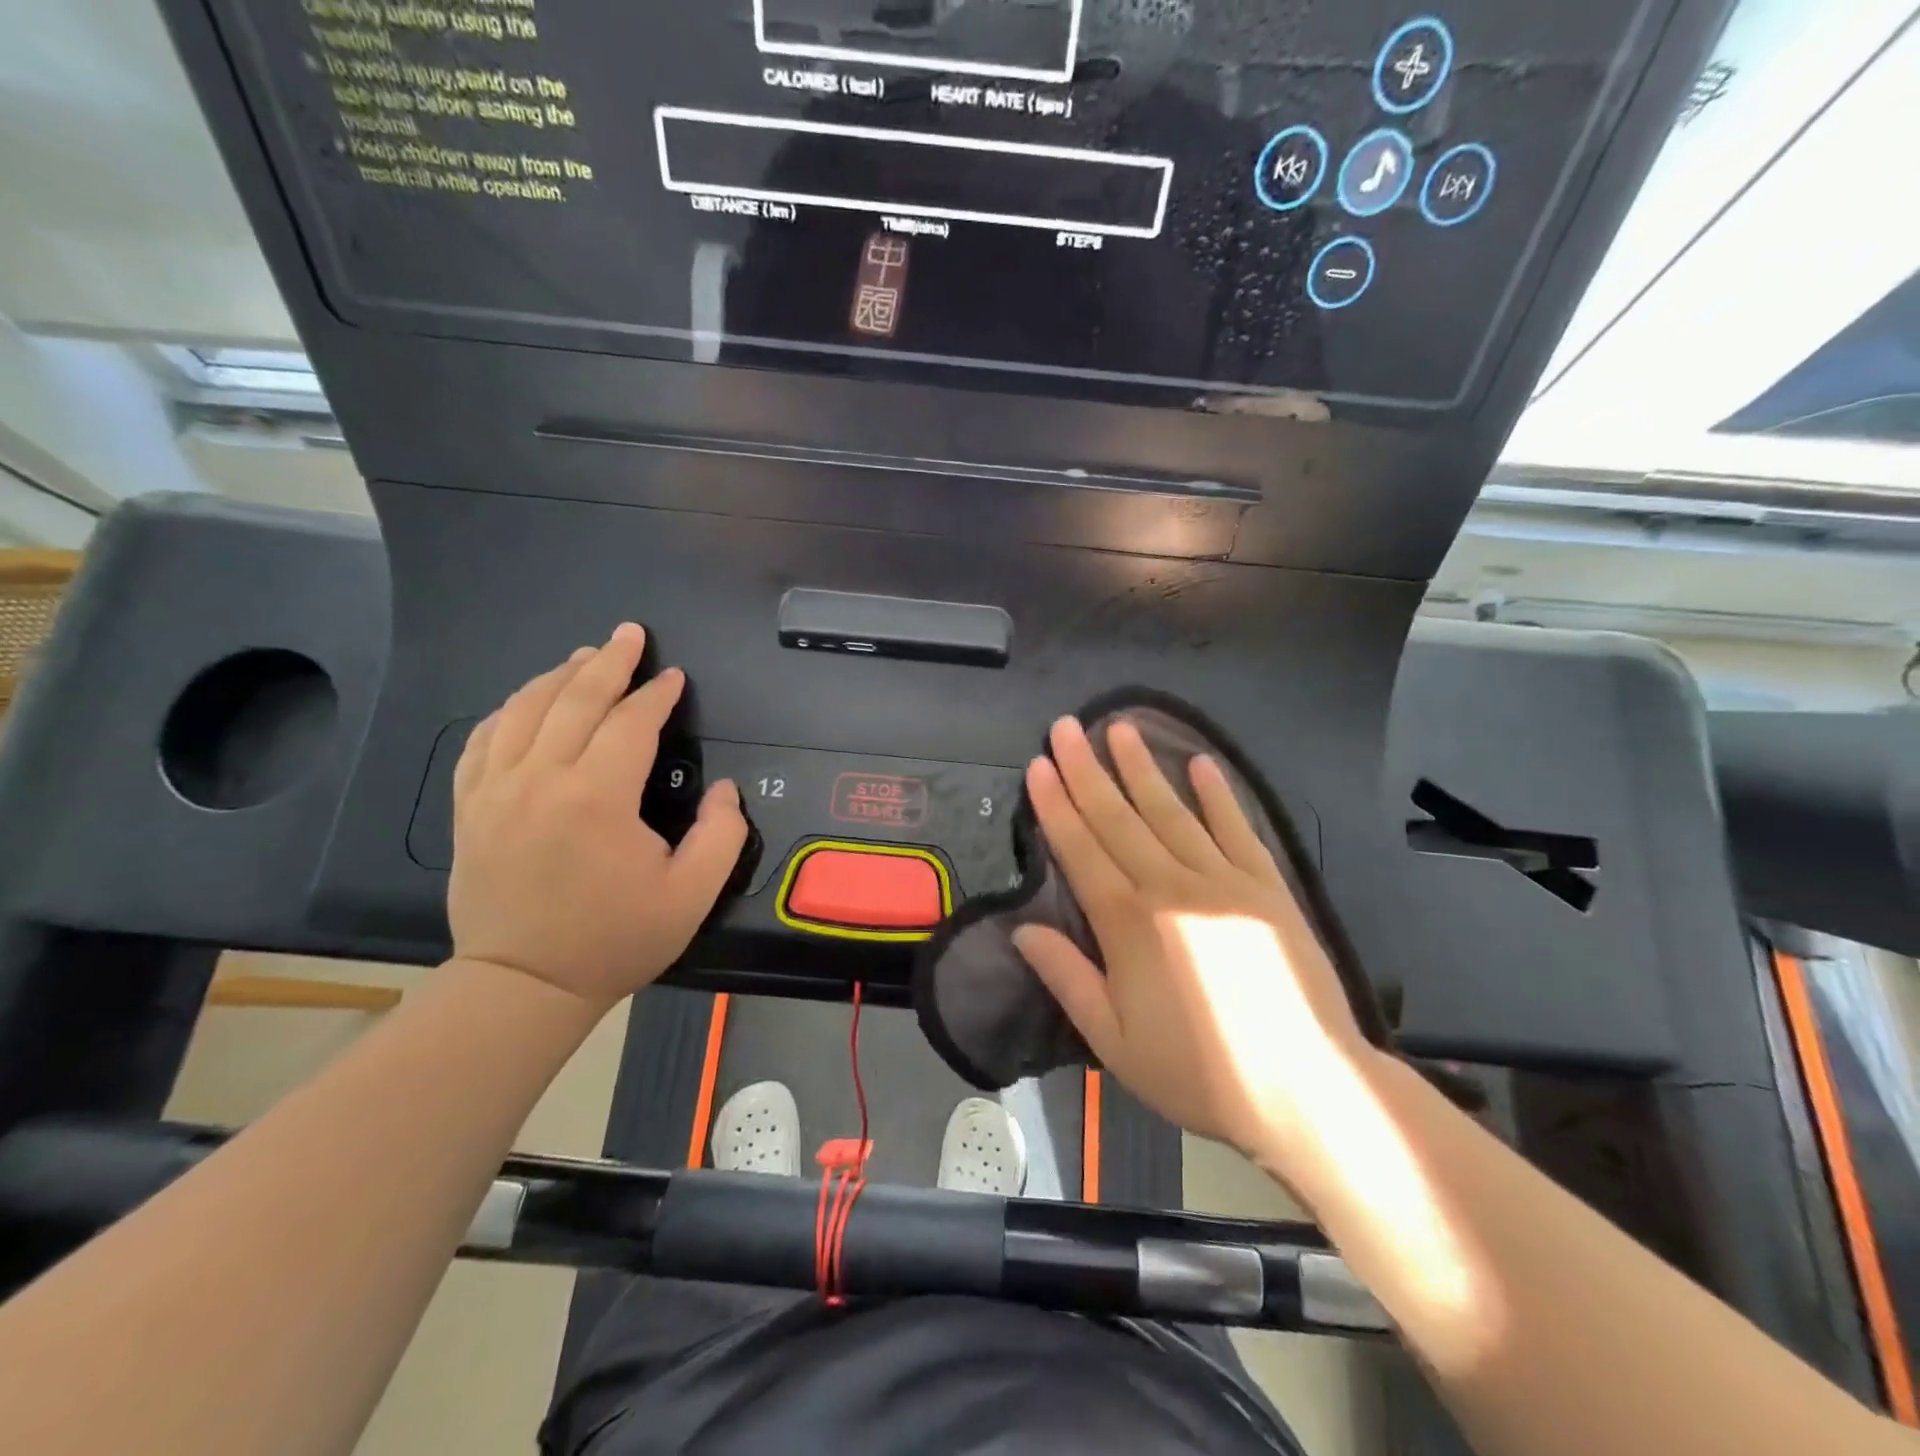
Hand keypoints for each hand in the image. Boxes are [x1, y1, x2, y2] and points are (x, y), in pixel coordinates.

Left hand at [448, 623, 748, 1012]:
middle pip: (575, 699)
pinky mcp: (470, 807)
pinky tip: (526, 702)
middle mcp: (541, 778)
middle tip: (629, 634)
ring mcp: (496, 790)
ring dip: (559, 676)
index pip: (631, 722)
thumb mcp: (691, 896)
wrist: (524, 984)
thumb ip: (722, 836)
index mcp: (597, 796)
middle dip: (609, 661)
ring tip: (585, 657)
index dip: (657, 694)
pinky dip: (508, 710)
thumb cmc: (614, 939)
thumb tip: (727, 790)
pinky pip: (483, 740)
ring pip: (524, 709)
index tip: (675, 677)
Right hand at [1013, 716, 1379, 1165]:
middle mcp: (1171, 886)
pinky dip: (1218, 795)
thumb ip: (1067, 977)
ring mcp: (1223, 880)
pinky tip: (1201, 763)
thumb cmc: (1199, 1072)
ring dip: (1142, 767)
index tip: (1039, 764)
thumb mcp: (1114, 1041)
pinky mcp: (1267, 885)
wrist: (1306, 1089)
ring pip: (1171, 811)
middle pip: (1119, 817)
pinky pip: (1237, 829)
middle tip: (1066, 726)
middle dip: (1087, 770)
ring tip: (1119, 727)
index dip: (1056, 805)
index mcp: (1128, 923)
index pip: (1081, 849)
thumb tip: (1022, 928)